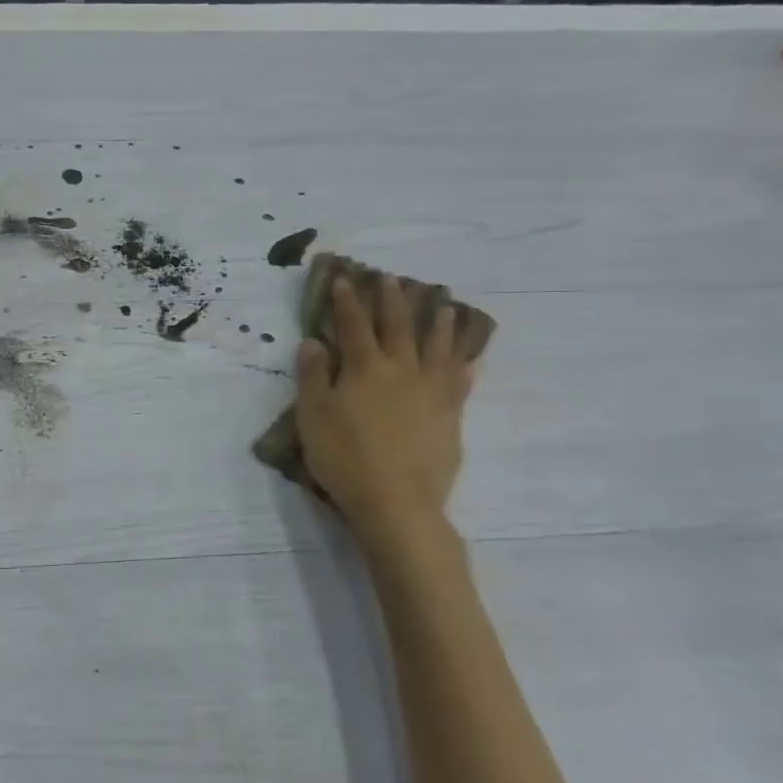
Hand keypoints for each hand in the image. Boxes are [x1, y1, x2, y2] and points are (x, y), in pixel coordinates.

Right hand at [294, 277, 476, 543]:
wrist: (397, 503)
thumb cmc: (345, 458)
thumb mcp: (313, 416)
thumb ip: (313, 376)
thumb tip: (314, 342)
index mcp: (365, 368)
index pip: (354, 325)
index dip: (348, 301)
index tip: (345, 279)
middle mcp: (402, 371)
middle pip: (399, 328)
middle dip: (394, 301)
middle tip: (394, 279)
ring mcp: (432, 393)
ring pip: (439, 349)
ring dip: (440, 325)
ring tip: (445, 306)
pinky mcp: (451, 418)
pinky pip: (461, 385)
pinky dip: (464, 369)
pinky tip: (469, 363)